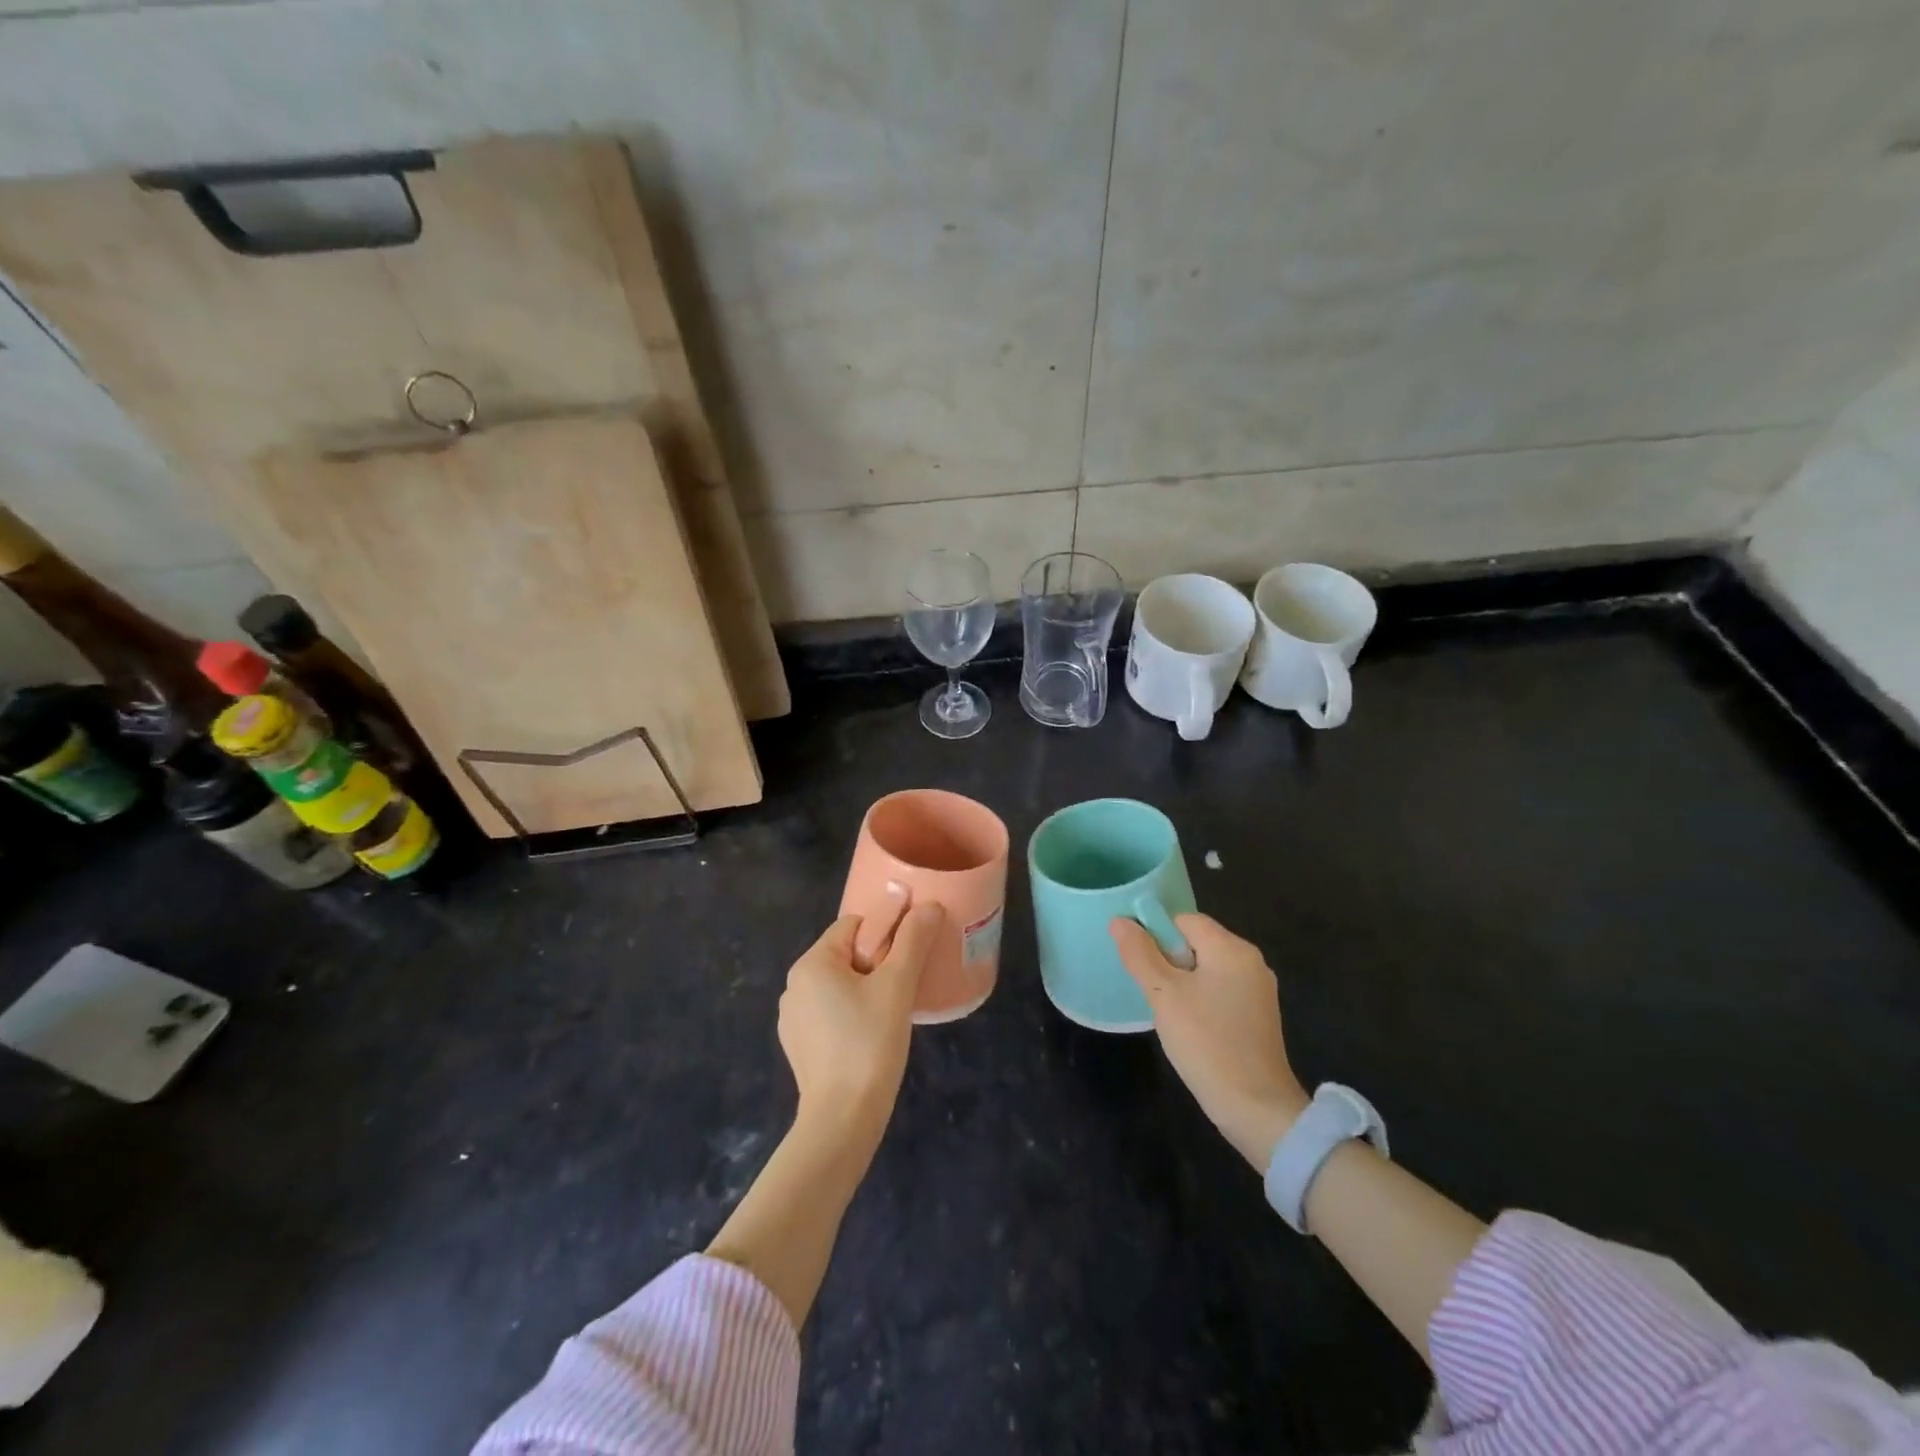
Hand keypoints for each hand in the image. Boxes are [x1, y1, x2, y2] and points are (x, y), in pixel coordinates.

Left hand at [779, 895, 946, 1136]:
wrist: (843, 1119)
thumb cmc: (870, 1042)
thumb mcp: (897, 985)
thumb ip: (913, 940)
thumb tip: (929, 905)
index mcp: (811, 963)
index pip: (854, 925)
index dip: (886, 933)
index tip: (908, 957)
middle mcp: (794, 985)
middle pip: (846, 953)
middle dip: (878, 962)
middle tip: (905, 986)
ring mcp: (793, 1018)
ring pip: (840, 984)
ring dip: (866, 989)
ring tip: (893, 1012)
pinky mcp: (799, 1045)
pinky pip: (831, 1012)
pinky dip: (852, 1014)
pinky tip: (872, 1036)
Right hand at [1110, 913, 1308, 1170]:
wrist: (1256, 1110)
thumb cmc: (1207, 1043)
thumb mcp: (1164, 995)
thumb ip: (1140, 954)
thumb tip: (1120, 920)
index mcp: (1232, 949)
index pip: (1184, 920)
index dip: (1157, 933)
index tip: (1140, 963)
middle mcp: (1251, 962)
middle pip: (1196, 942)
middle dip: (1168, 960)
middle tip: (1151, 991)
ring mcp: (1258, 991)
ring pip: (1206, 969)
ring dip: (1182, 983)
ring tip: (1166, 1011)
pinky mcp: (1258, 1017)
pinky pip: (1220, 991)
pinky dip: (1199, 1000)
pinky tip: (1189, 1027)